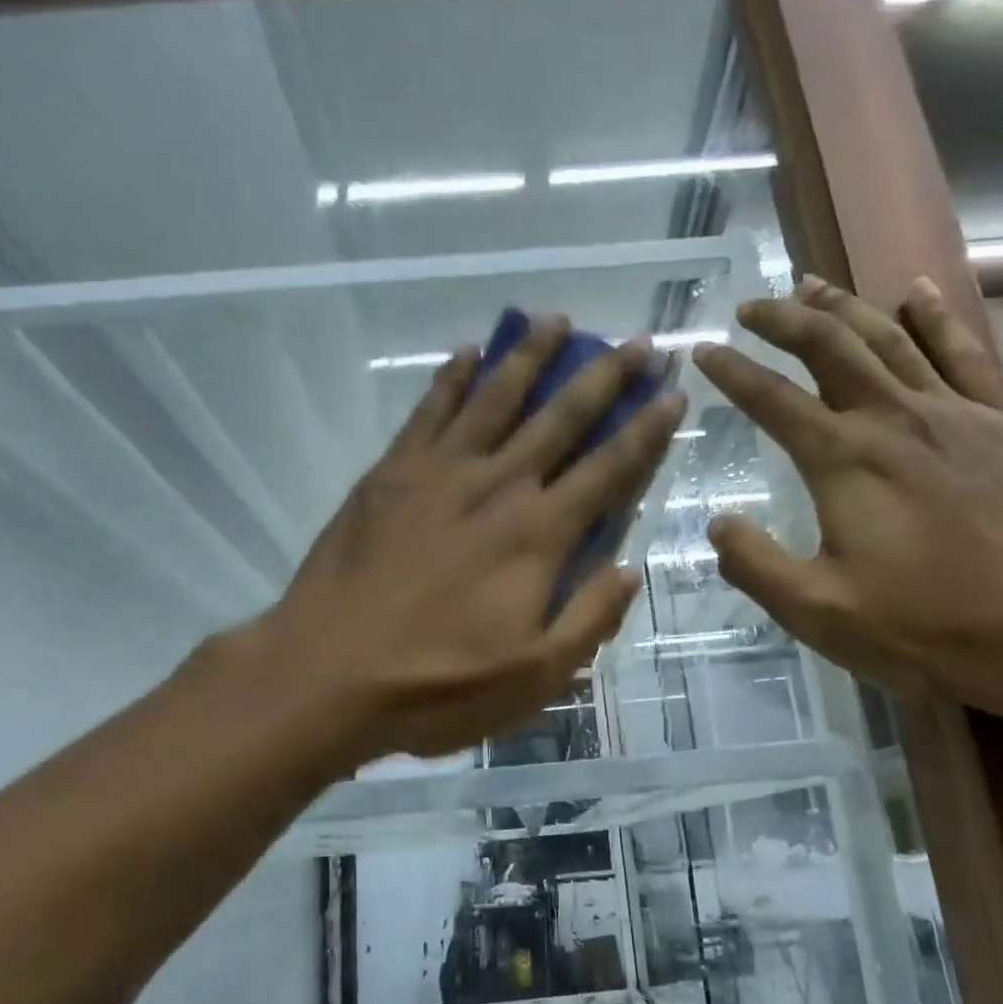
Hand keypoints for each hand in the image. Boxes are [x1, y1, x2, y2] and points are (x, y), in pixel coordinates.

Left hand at [246, 318, 685, 761]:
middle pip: (561, 418)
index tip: (674, 394)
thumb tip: (628, 570)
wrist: (327, 673)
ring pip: (495, 397)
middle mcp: (497, 486)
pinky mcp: (390, 474)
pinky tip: (468, 351)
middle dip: (605, 377)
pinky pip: (429, 411)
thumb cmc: (437, 684)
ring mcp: (439, 472)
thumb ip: (590, 620)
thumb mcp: (534, 677)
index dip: (647, 430)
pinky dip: (451, 378)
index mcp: (538, 535)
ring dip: (530, 356)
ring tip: (556, 319)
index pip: (609, 470)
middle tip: (638, 342)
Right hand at [691, 276, 1002, 714]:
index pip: (772, 399)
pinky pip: (965, 354)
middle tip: (751, 307)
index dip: (732, 372)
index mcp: (844, 461)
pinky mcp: (999, 425)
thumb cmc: (923, 627)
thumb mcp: (817, 612)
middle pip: (831, 346)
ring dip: (845, 306)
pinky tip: (917, 291)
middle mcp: (894, 419)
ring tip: (810, 285)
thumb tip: (717, 523)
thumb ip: (755, 565)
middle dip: (783, 319)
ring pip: (891, 337)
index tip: (702, 351)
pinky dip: (937, 318)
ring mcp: (954, 415)